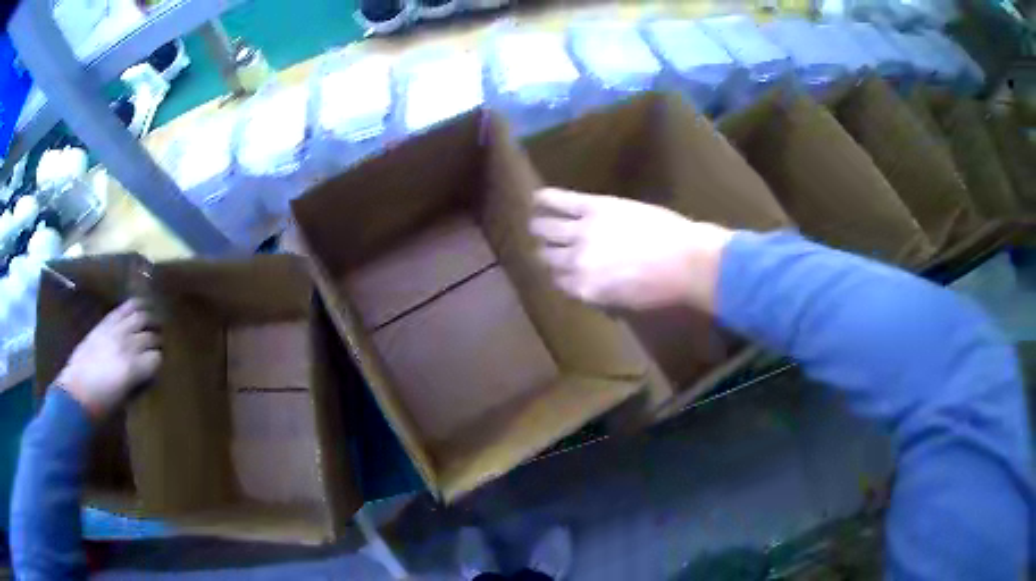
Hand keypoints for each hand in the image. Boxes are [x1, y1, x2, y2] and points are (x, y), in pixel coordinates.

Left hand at [57, 300, 160, 418]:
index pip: (157, 357)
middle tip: (162, 343)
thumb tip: (149, 370)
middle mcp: (125, 344)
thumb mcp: (125, 397)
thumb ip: (138, 379)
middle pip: (149, 335)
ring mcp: (114, 330)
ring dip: (149, 318)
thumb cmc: (102, 405)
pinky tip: (140, 307)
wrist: (75, 393)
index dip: (160, 361)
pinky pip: (122, 309)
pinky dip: (134, 306)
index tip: (162, 365)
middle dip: (157, 339)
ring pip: (139, 316)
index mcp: (132, 368)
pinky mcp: (104, 324)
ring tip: (155, 320)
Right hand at [530, 188, 733, 312]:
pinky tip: (537, 197)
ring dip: (539, 227)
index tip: (561, 269)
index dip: (560, 275)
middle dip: (546, 253)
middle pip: (548, 257)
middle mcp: (576, 262)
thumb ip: (602, 296)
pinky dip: (547, 198)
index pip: (559, 281)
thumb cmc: (664, 288)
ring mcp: (582, 232)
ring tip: (536, 223)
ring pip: (546, 229)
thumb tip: (591, 288)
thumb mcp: (628, 304)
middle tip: (546, 246)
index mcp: (584, 289)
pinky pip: (561, 201)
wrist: (686, 261)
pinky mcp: (593, 207)